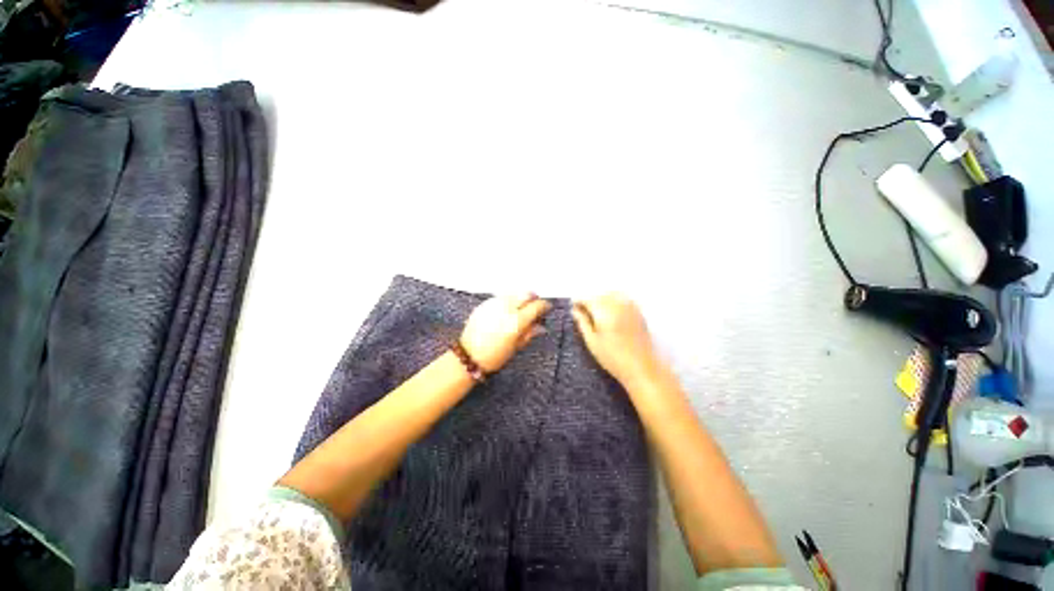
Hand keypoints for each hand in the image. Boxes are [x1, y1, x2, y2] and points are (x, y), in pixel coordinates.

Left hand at [461, 293, 550, 372]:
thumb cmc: (493, 356)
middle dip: (533, 297)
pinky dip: (508, 300)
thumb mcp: (516, 347)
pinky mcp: (484, 304)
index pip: (536, 306)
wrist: (469, 356)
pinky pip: (501, 297)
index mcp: (516, 322)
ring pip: (513, 292)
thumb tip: (540, 326)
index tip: (547, 307)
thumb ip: (529, 333)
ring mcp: (494, 304)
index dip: (544, 305)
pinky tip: (508, 308)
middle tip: (535, 305)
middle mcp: (506, 309)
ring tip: (522, 307)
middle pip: (526, 294)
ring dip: (521, 297)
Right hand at [572, 294, 665, 387]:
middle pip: (599, 294)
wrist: (642, 368)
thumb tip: (575, 310)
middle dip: (590, 299)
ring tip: (596, 311)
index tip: (573, 307)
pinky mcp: (638, 311)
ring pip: (612, 294)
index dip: (578, 301)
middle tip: (582, 310)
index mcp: (605, 312)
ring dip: (602, 298)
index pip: (587, 298)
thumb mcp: (592, 342)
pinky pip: (623, 298)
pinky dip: (614, 300)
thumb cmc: (613, 358)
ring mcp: (630, 307)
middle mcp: (618, 305)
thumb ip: (583, 323)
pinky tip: (611, 311)